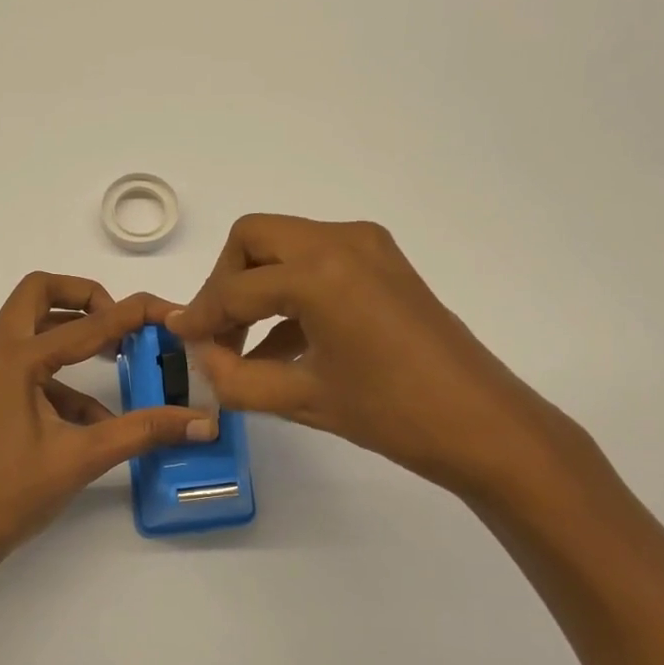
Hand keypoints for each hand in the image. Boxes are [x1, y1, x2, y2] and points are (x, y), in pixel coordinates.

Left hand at [0, 273, 217, 578]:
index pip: (87, 322)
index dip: (135, 314)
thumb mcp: (81, 458)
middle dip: (86, 299)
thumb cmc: (8, 495)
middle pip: (40, 295)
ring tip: (118, 360)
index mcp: (14, 358)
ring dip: (74, 337)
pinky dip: (62, 379)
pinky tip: (92, 419)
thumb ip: (143, 432)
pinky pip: (28, 368)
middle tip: (123, 324)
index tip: (170, 313)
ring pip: (32, 329)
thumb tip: (201, 423)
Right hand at [168, 215, 567, 497]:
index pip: (235, 287)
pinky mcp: (385, 264)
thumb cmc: (391, 413)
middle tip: (217, 333)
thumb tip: (202, 359)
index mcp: (318, 271)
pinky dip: (292, 293)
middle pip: (255, 240)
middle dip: (226, 283)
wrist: (483, 424)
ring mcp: (368, 248)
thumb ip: (236, 378)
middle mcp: (341, 241)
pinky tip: (282, 346)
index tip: (180, 340)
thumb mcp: (302, 399)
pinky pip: (319, 264)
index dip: (200, 316)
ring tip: (244, 347)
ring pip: (287, 246)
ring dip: (258, 286)